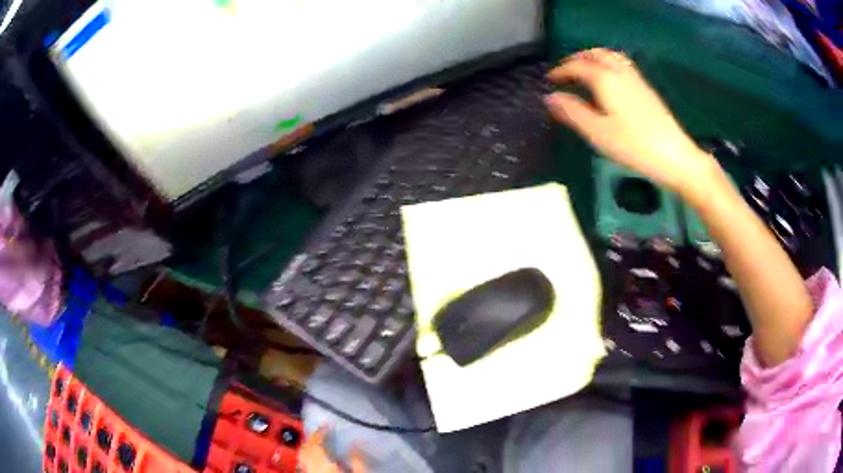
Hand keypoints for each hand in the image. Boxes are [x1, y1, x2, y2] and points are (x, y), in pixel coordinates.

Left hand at [298, 426, 366, 472]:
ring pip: (302, 458)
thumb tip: (356, 443)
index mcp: (323, 464)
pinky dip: (308, 460)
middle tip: (321, 432)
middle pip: (305, 450)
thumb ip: (358, 460)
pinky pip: (304, 467)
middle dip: (311, 439)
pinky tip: (316, 461)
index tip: (327, 425)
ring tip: (317, 443)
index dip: (321, 432)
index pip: (316, 443)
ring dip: (308, 448)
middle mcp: (311, 468)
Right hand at [545, 48, 715, 198]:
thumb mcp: (598, 133)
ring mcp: (636, 79)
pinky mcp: (646, 89)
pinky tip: (609, 80)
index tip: (549, 79)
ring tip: (585, 70)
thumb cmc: (634, 146)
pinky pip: (622, 65)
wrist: (675, 156)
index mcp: (605, 79)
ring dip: (594, 57)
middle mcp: (620, 72)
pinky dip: (609, 63)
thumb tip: (550, 98)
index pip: (577, 66)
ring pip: (611, 56)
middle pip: (595, 54)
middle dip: (577, 58)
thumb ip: (573, 112)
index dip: (561, 70)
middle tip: (566, 70)